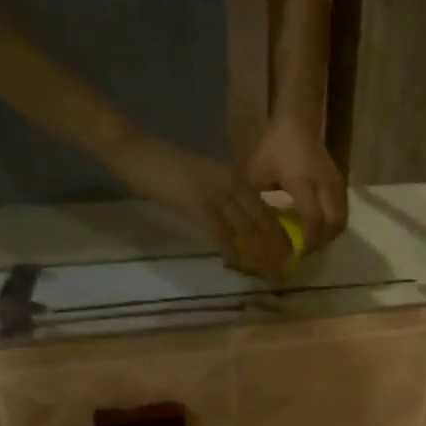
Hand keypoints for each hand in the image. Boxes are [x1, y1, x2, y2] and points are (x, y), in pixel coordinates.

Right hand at [101, 128, 293, 277]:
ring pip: (249, 229)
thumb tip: (240, 227)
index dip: (280, 234)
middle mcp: (233, 183)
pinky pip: (222, 233)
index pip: (267, 208)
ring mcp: (216, 193)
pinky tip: (236, 264)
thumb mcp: (206, 181)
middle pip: (265, 221)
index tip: (288, 255)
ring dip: (260, 255)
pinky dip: (231, 251)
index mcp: (237, 177)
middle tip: (282, 271)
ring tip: (267, 274)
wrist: (138, 152)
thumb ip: (225, 200)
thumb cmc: (168, 169)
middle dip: (277, 249)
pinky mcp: (198, 205)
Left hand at [243, 118, 346, 252]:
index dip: (307, 241)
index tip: (296, 253)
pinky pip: (343, 211)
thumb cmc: (274, 146)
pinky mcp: (340, 184)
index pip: (313, 220)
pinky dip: (333, 225)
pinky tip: (318, 228)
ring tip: (312, 243)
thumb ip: (257, 200)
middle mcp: (324, 185)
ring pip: (342, 220)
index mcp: (303, 183)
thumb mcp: (257, 172)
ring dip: (329, 236)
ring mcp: (336, 184)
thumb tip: (254, 228)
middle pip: (334, 225)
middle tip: (305, 252)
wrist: (298, 122)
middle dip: (322, 243)